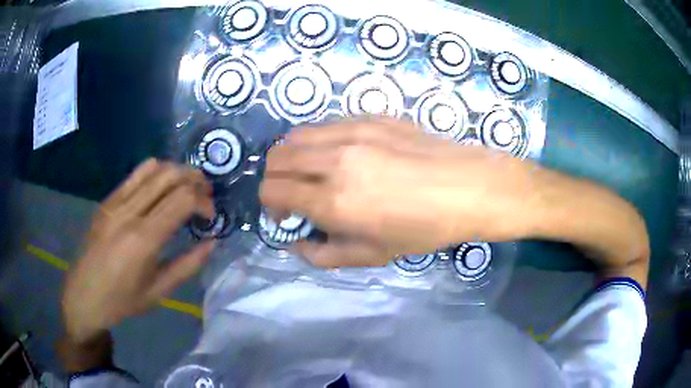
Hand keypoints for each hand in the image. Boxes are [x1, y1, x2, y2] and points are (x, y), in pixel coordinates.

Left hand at [61, 159, 215, 343]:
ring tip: (186, 187)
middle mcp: (129, 212)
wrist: (84, 295)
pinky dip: (155, 174)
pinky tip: (160, 190)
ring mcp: (115, 202)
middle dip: (195, 179)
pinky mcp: (107, 200)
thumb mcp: (159, 292)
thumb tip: (212, 242)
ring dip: (176, 172)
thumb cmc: (122, 301)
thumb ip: (188, 265)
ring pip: (153, 168)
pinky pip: (135, 175)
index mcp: (143, 239)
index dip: (204, 202)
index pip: (182, 199)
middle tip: (205, 196)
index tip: (211, 217)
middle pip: (170, 175)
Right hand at [260, 118, 537, 267]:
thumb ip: (323, 254)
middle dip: (276, 179)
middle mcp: (334, 159)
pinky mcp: (369, 116)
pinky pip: (325, 124)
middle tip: (296, 194)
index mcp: (333, 200)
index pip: (272, 190)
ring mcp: (352, 131)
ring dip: (293, 157)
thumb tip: (297, 242)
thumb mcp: (373, 255)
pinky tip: (341, 154)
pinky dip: (318, 141)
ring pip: (295, 135)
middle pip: (275, 158)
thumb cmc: (424, 228)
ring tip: (314, 172)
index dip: (271, 205)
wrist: (467, 187)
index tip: (286, 214)